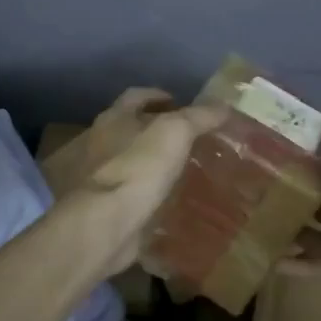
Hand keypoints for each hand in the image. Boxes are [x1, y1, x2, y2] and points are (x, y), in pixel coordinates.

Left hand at [47, 88, 227, 278]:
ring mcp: (95, 179)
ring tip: (179, 171)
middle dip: (153, 131)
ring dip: (149, 164)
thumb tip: (224, 105)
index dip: (158, 95)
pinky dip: (144, 194)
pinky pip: (127, 195)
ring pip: (127, 163)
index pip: (135, 96)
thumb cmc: (137, 168)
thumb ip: (199, 117)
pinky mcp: (101, 209)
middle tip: (185, 139)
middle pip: (127, 129)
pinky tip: (166, 202)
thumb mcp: (176, 133)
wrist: (103, 225)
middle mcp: (97, 144)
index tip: (180, 102)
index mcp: (113, 119)